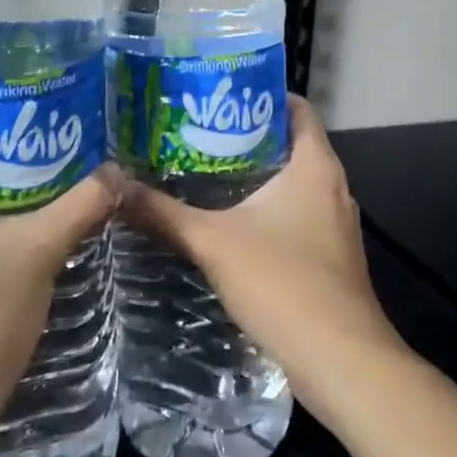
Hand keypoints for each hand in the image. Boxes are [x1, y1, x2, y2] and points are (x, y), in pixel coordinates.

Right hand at [122, 95, 404, 414]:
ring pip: (292, 182)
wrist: (342, 363)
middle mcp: (332, 186)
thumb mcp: (213, 243)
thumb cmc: (285, 284)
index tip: (217, 94)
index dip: (260, 93)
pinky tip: (227, 221)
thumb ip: (163, 214)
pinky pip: (295, 214)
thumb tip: (114, 187)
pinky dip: (265, 209)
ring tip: (202, 170)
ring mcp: (334, 223)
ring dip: (254, 175)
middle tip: (196, 131)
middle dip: (245, 135)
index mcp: (315, 165)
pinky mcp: (329, 256)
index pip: (296, 107)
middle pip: (289, 142)